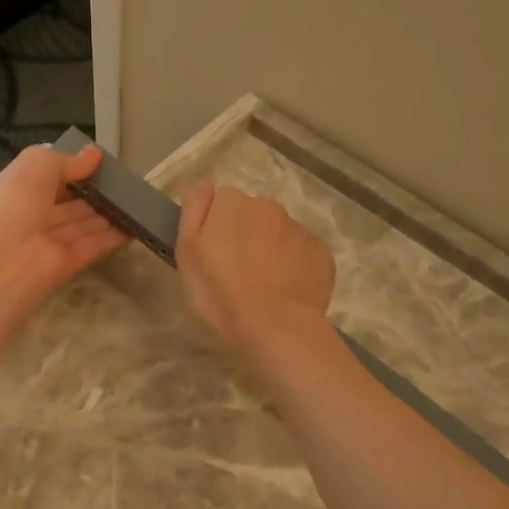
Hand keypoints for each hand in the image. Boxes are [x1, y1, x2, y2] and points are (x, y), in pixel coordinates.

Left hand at [0, 143, 130, 303]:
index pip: (38, 180)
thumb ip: (68, 161)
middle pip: (63, 205)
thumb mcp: (38, 164)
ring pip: (79, 225)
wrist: (6, 258)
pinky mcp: (65, 265)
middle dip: (89, 194)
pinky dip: (112, 236)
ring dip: (105, 214)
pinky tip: (133, 225)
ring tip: (134, 201)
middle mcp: (25, 218)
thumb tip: (94, 155)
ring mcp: (45, 244)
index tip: (93, 165)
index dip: (64, 171)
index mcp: (8, 192)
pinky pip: (91, 246)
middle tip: (120, 183)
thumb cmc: (16, 201)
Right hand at [176, 179, 335, 355]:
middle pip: (252, 216)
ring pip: (278, 235)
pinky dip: (293, 268)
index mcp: (233, 204)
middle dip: (244, 236)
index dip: (214, 228)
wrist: (274, 329)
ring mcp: (299, 231)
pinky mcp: (322, 256)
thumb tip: (206, 179)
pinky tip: (285, 294)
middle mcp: (269, 207)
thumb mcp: (187, 251)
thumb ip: (194, 208)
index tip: (211, 255)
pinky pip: (302, 255)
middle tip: (234, 275)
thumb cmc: (219, 293)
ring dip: (270, 252)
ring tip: (261, 288)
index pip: (220, 202)